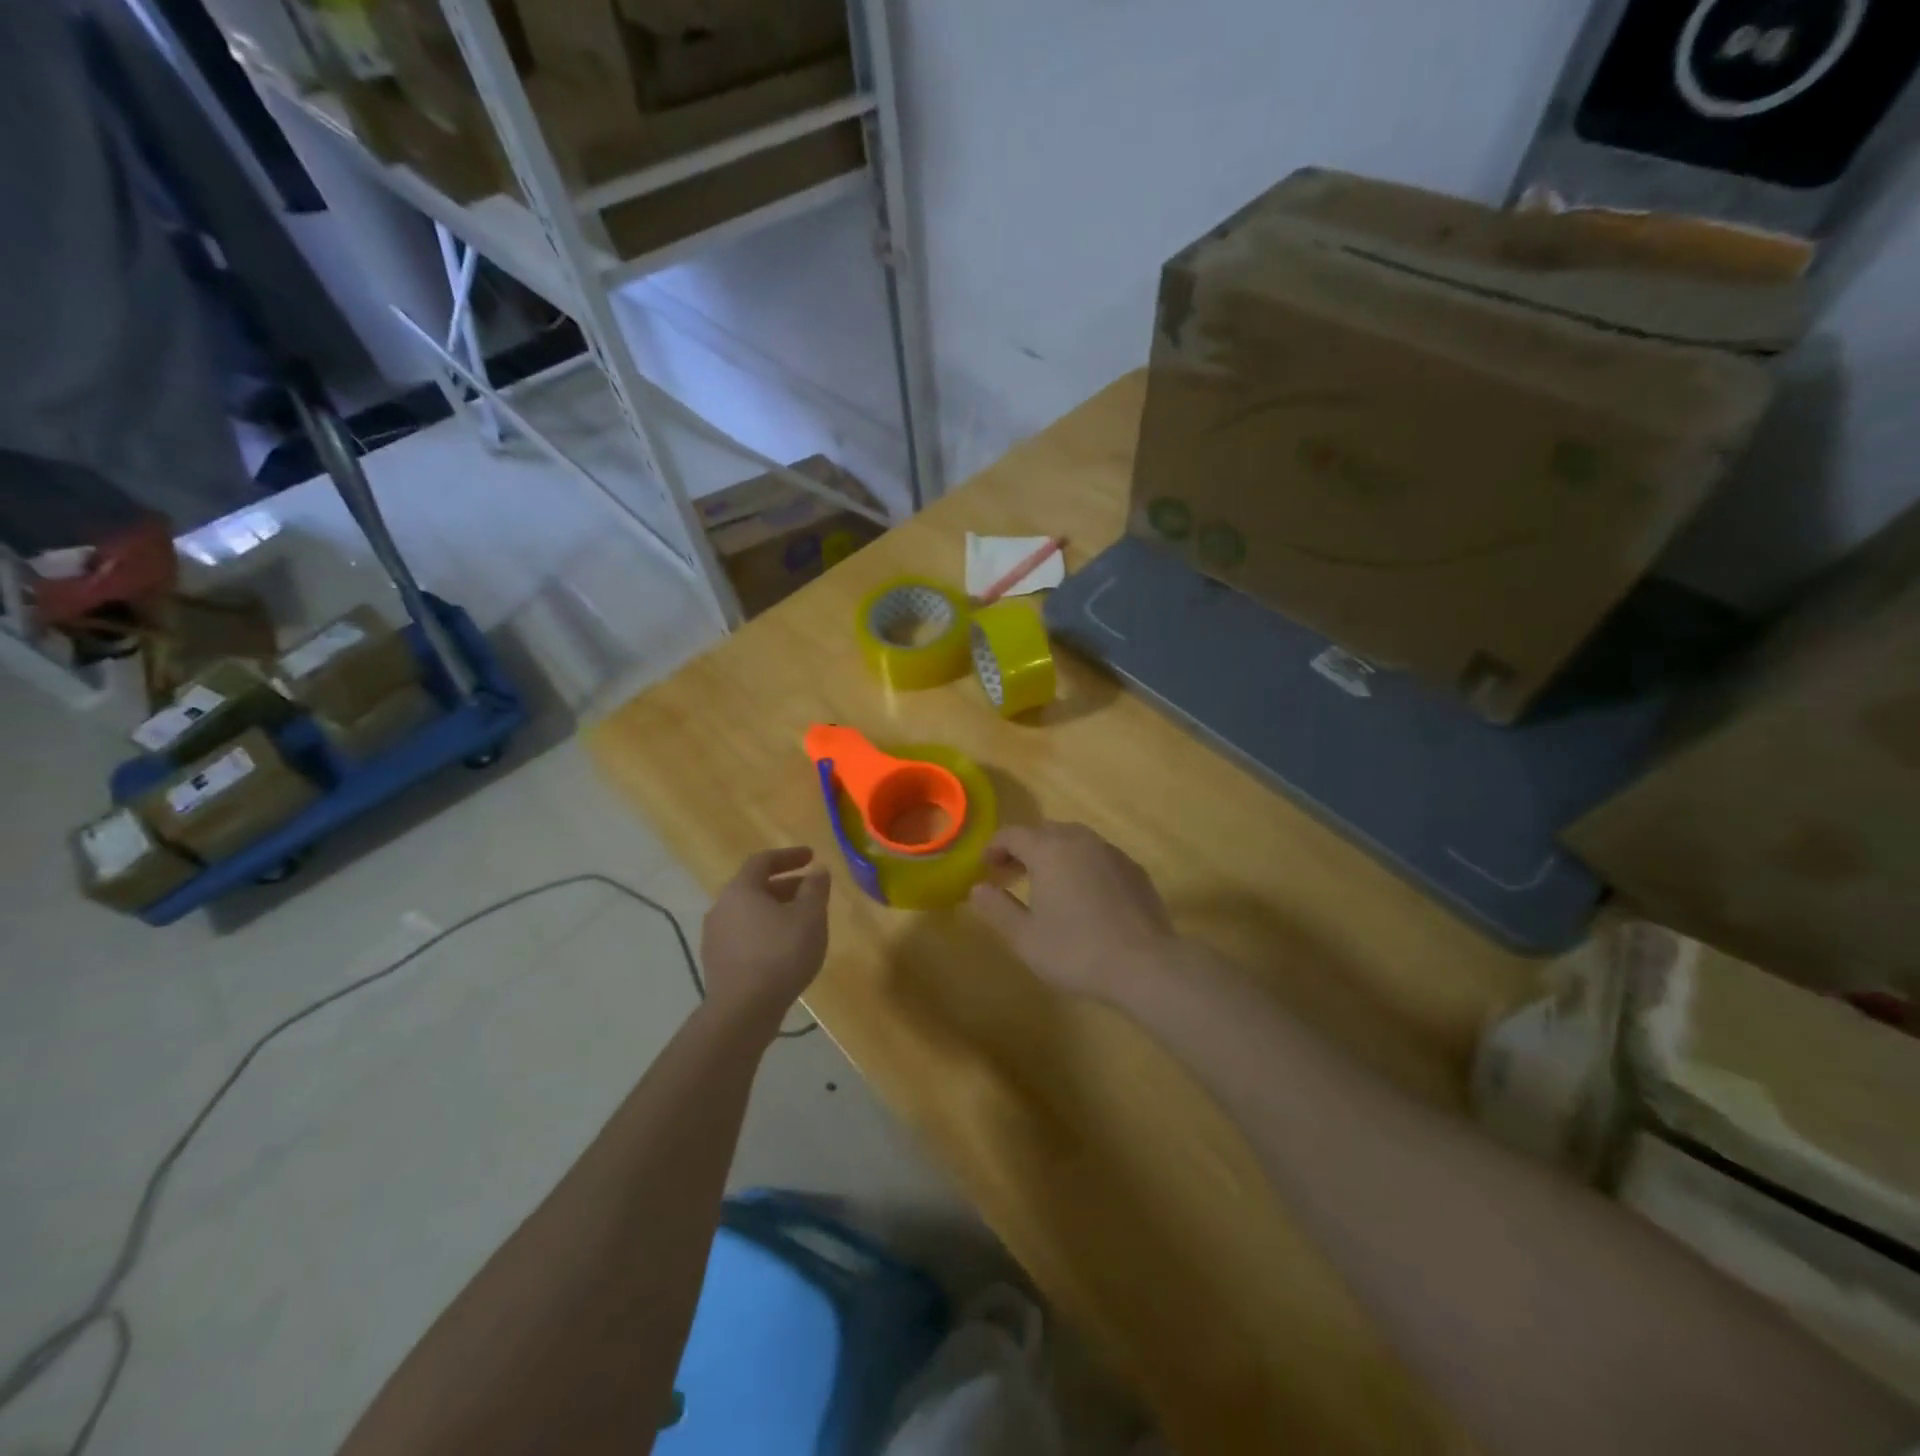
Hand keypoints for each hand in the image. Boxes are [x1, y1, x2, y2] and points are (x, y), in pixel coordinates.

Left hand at [701, 848, 829, 1029]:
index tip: (811, 856)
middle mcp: (721, 907)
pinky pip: (744, 936)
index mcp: (741, 889)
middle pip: (754, 887)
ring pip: (749, 913)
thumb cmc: (780, 954)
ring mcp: (715, 938)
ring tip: (801, 922)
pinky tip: (784, 949)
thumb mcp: (810, 916)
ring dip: (775, 910)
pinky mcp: (717, 964)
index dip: (789, 856)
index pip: (763, 861)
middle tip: (810, 891)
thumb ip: (815, 889)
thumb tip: (817, 870)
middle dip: (785, 885)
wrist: (743, 1011)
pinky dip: (765, 933)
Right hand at [967, 821, 1174, 1000]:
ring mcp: (1111, 852)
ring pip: (1074, 841)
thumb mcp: (1025, 937)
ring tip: (1047, 885)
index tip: (986, 868)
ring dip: (1054, 855)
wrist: (1146, 965)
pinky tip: (1084, 897)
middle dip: (1023, 849)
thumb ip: (996, 908)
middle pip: (1044, 832)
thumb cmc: (1076, 950)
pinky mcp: (1134, 869)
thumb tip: (976, 889)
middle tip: (1011, 875)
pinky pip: (1098, 857)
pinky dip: (1082, 866)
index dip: (994, 848)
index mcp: (1049, 849)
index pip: (1012, 834)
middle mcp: (1080, 840)